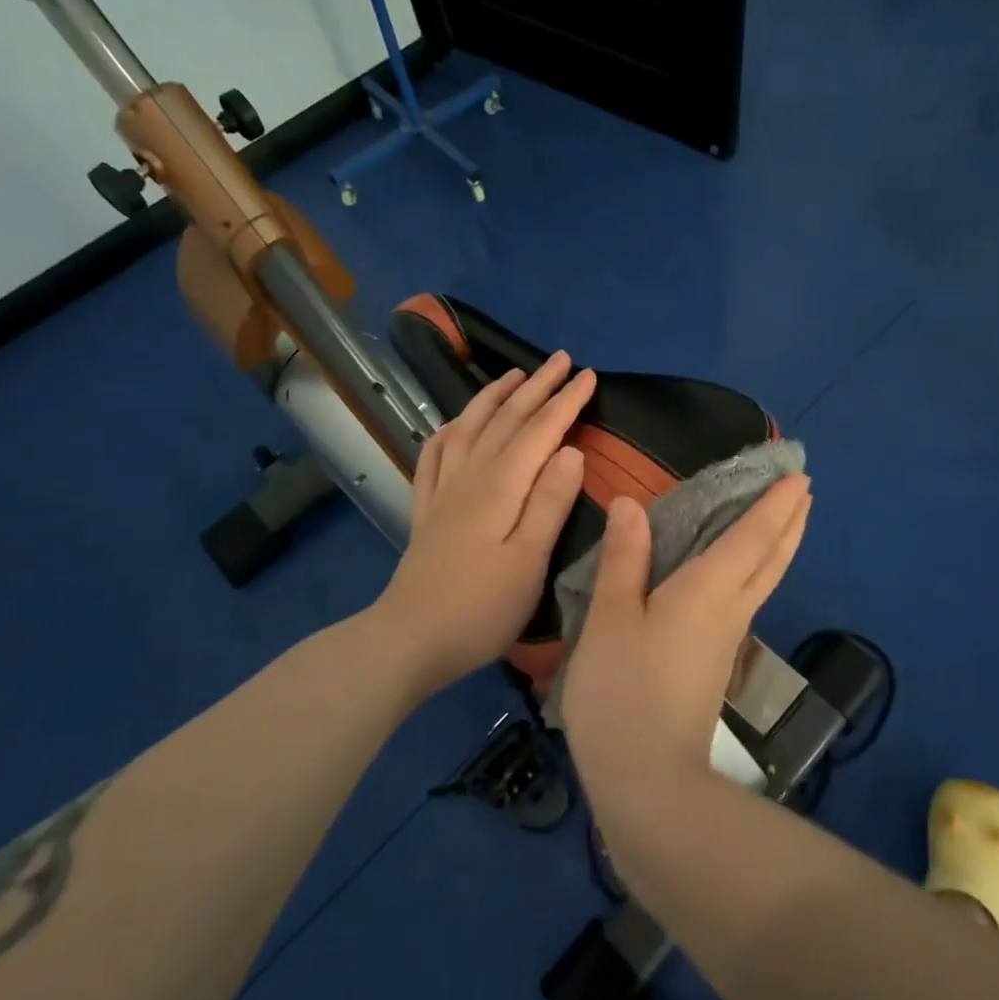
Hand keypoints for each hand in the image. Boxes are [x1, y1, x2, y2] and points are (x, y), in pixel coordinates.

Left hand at [373, 352, 595, 695]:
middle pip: (506, 420)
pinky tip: (453, 425)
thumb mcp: (529, 561)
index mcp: (501, 486)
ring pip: (470, 427)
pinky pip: (434, 455)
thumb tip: (571, 450)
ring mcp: (443, 490)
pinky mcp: (426, 509)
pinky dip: (448, 431)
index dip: (565, 401)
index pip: (540, 431)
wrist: (410, 639)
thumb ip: (550, 503)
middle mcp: (470, 476)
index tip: (587, 375)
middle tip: (560, 360)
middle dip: (536, 387)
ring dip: (493, 397)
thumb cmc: (481, 608)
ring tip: (512, 375)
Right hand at [560, 475, 811, 786]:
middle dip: (789, 523)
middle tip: (804, 492)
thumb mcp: (611, 619)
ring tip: (786, 523)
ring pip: (764, 581)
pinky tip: (740, 576)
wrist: (647, 782)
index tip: (798, 476)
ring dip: (779, 547)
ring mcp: (726, 641)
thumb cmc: (623, 691)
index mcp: (708, 590)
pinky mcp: (715, 665)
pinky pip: (747, 600)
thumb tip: (631, 505)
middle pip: (771, 559)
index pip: (751, 537)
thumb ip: (623, 559)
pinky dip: (757, 572)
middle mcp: (729, 610)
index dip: (774, 505)